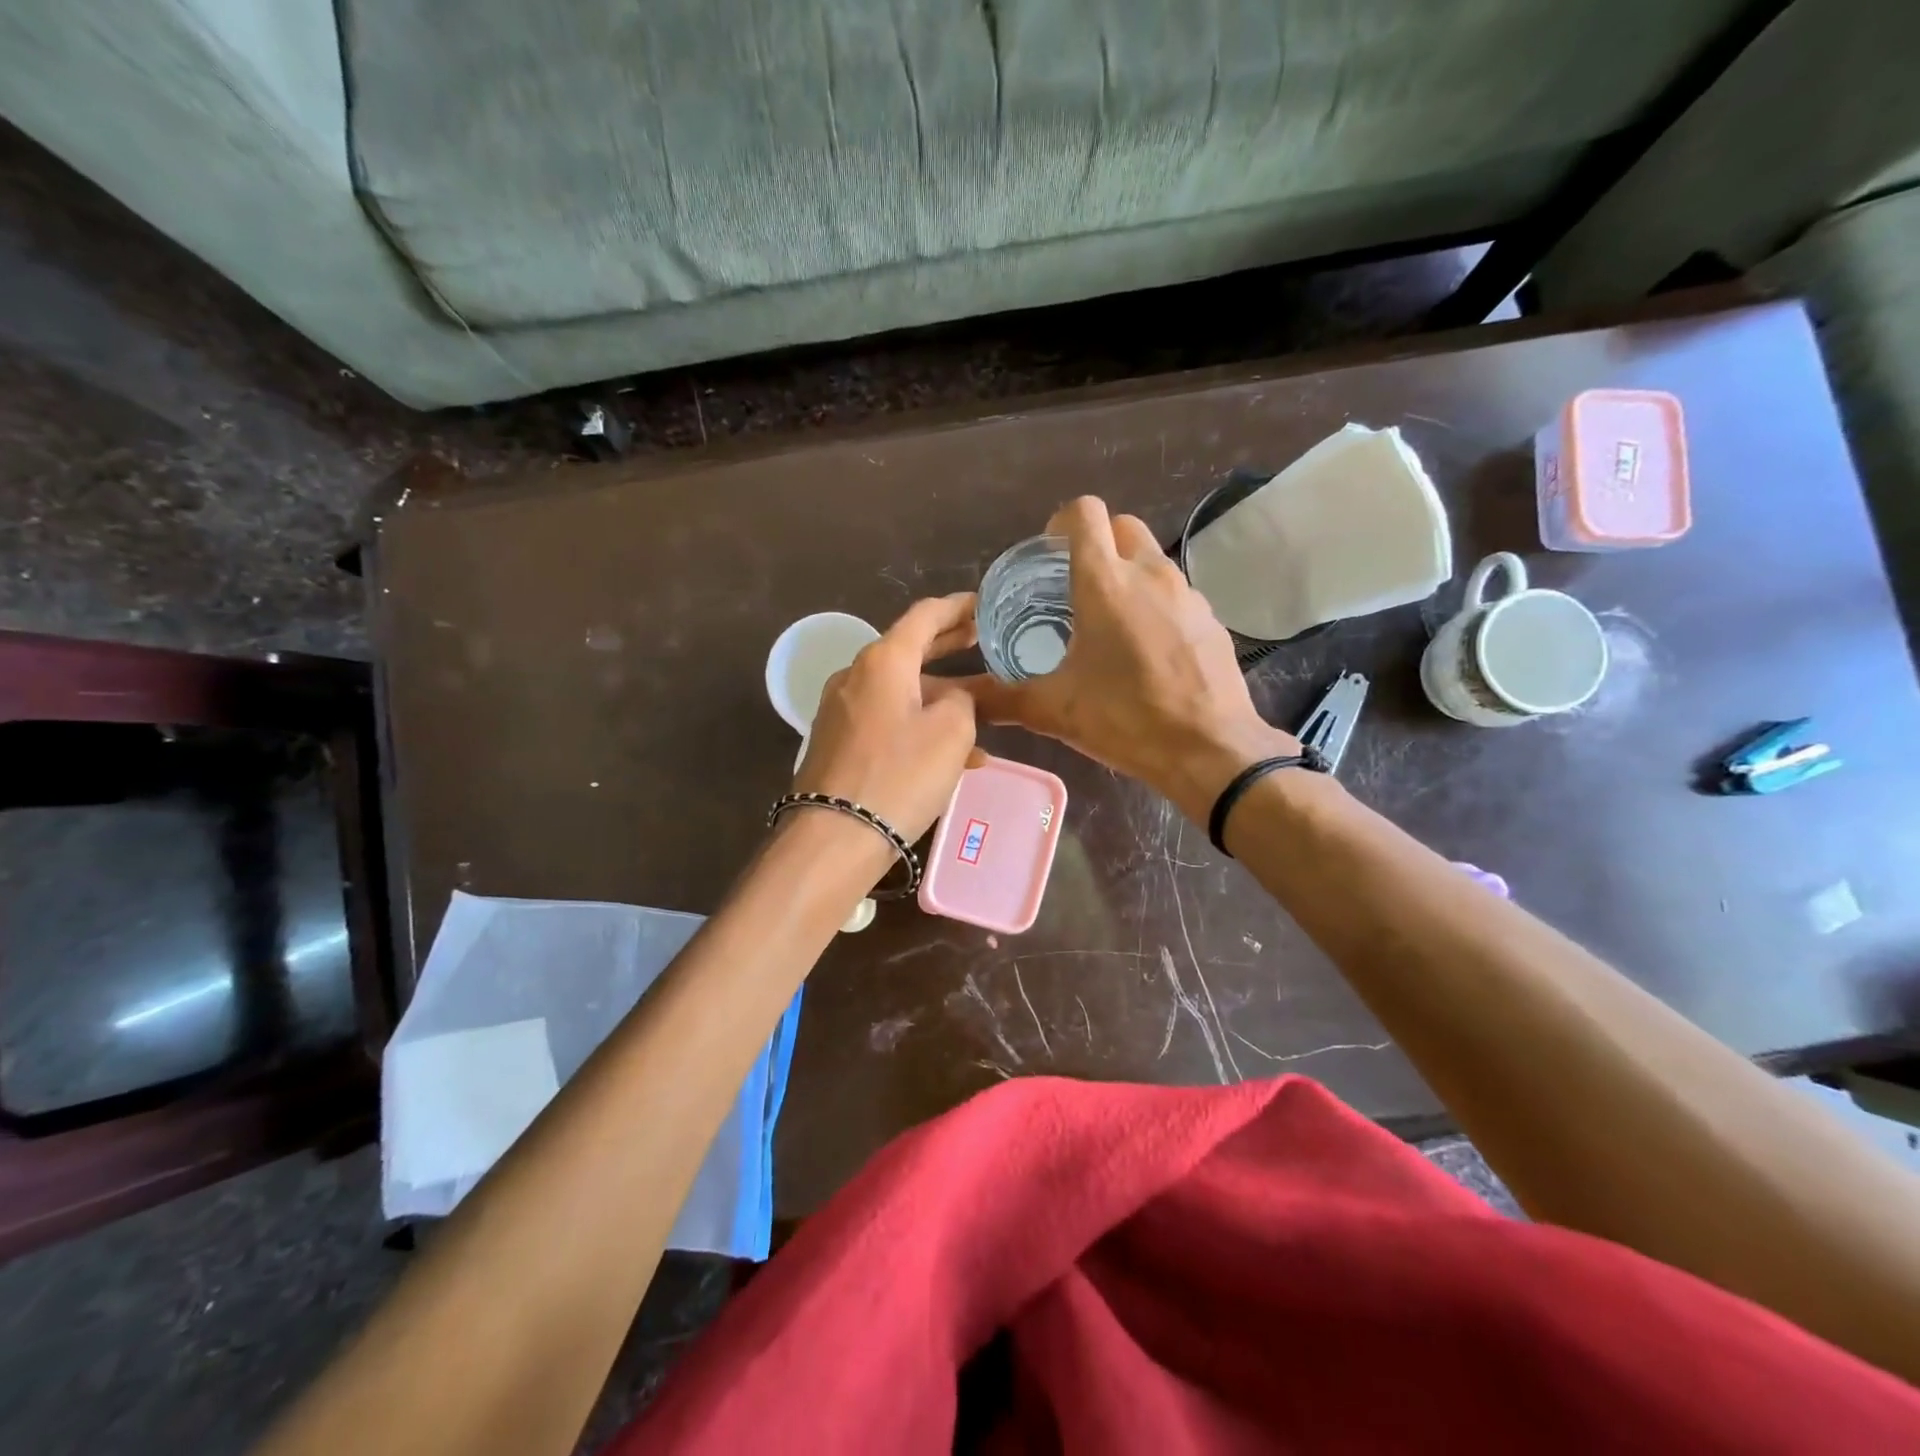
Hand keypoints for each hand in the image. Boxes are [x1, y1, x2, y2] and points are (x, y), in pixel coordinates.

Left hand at [794, 593, 980, 842]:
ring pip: (901, 691)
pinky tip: (951, 755)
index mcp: (882, 660)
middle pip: (910, 650)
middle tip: (984, 641)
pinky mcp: (838, 741)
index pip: (925, 615)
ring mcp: (842, 710)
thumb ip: (963, 700)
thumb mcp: (951, 732)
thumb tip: (952, 699)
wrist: (835, 836)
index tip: (984, 604)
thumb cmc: (899, 775)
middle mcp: (856, 675)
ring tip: (983, 713)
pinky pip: (887, 720)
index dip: (958, 607)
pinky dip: (919, 725)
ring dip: (940, 696)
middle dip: (949, 646)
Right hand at [963, 497, 1296, 817]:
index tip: (1048, 555)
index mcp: (1105, 583)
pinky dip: (1154, 602)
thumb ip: (1000, 698)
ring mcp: (1186, 593)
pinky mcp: (1210, 617)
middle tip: (1073, 585)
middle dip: (1095, 543)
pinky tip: (1145, 648)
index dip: (1061, 523)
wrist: (1210, 750)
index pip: (1084, 513)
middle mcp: (1149, 574)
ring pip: (1150, 558)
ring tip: (1107, 621)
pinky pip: (1174, 591)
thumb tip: (959, 699)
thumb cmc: (1127, 719)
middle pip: (1121, 526)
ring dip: (1126, 572)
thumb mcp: (1054, 710)